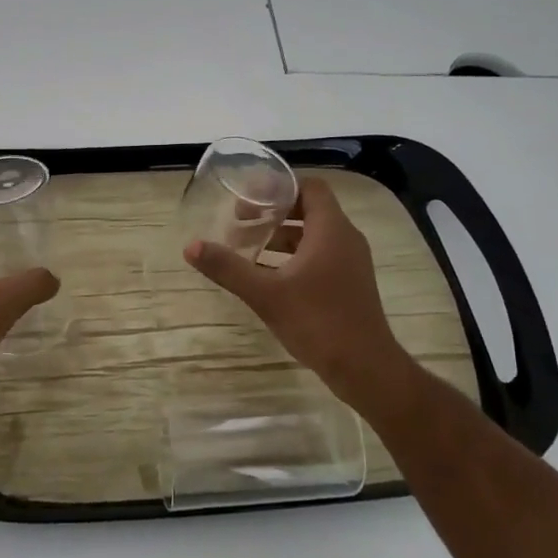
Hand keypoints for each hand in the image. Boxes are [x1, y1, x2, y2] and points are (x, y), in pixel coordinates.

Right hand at [183, 176, 401, 400]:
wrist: (365, 369)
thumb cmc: (318, 322)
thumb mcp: (265, 294)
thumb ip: (228, 268)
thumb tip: (191, 246)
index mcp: (331, 230)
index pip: (310, 187)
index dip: (280, 187)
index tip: (250, 197)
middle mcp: (345, 239)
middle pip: (310, 209)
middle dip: (274, 212)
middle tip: (242, 221)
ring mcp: (351, 262)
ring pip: (314, 234)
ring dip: (283, 236)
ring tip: (249, 247)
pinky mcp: (350, 283)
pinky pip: (320, 255)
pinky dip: (294, 256)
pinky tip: (268, 275)